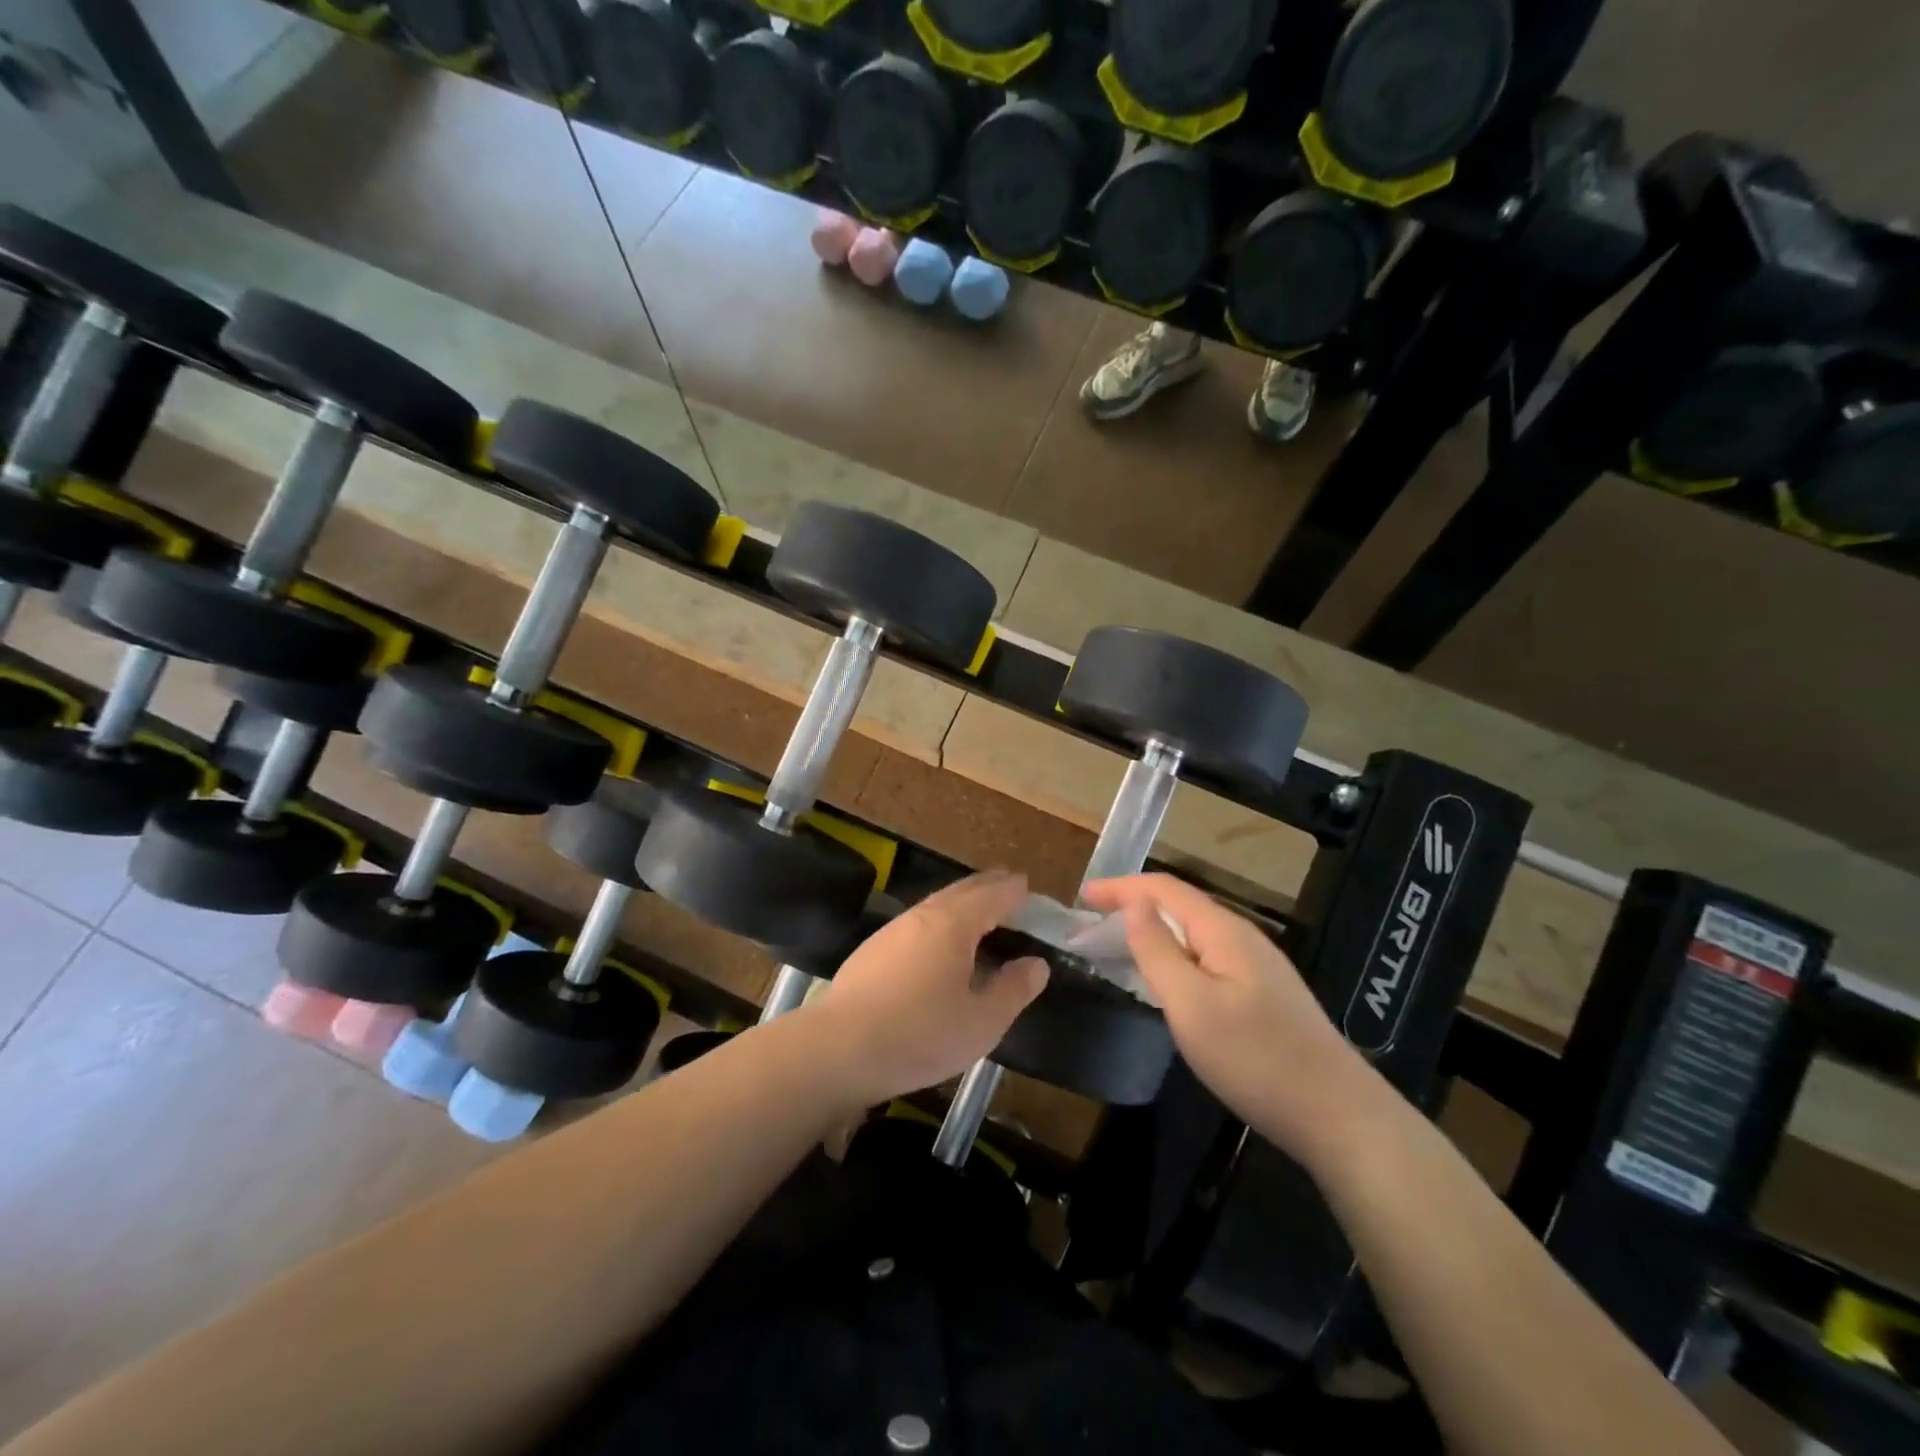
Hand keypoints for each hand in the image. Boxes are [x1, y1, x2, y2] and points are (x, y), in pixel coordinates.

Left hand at [813, 871, 1048, 1107]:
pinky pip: (918, 921)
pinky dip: (940, 919)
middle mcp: (923, 916)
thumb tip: (1036, 964)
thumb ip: (1013, 990)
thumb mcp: (981, 1022)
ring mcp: (893, 930)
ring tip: (979, 911)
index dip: (1013, 890)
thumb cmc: (919, 1035)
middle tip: (1008, 885)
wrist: (839, 1048)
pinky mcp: (873, 950)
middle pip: (962, 891)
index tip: (1028, 887)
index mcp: (954, 924)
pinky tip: (938, 942)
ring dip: (961, 901)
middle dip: (988, 886)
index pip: (992, 895)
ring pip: (936, 904)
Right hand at [1081, 874, 1378, 1167]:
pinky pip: (1206, 956)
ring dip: (1152, 931)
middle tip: (1090, 926)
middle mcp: (1242, 937)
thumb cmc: (1255, 1058)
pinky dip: (1173, 955)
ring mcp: (1257, 966)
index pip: (1164, 889)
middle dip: (1132, 906)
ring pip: (1193, 933)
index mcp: (1223, 931)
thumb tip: (1134, 905)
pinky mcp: (1263, 993)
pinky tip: (1164, 979)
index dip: (1120, 887)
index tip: (1081, 897)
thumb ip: (1158, 951)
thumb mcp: (1192, 1005)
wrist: (1338, 1115)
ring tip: (1116, 947)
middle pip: (1179, 906)